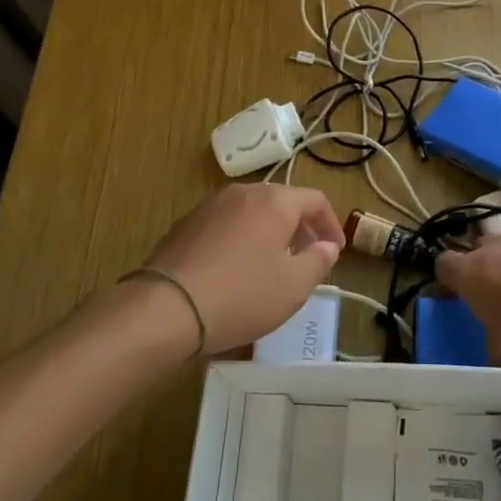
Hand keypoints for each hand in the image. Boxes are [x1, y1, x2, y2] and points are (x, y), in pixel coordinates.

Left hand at [132, 184, 344, 354]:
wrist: (166, 307)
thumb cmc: (241, 295)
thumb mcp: (293, 287)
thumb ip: (317, 262)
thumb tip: (327, 246)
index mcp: (274, 201)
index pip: (315, 199)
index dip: (330, 224)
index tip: (335, 251)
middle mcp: (243, 193)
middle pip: (282, 202)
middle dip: (300, 228)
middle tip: (307, 257)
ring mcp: (210, 206)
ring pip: (252, 212)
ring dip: (270, 233)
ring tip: (273, 265)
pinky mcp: (186, 224)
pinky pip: (226, 224)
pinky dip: (241, 239)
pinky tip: (236, 270)